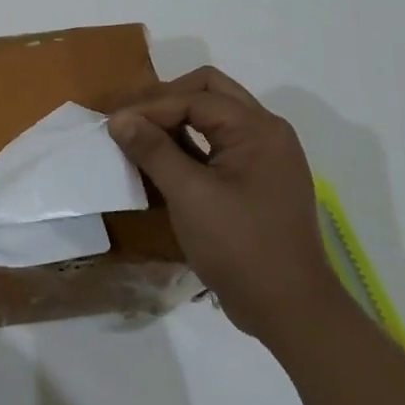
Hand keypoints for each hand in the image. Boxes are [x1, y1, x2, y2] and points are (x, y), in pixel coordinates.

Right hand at [110, 67, 347, 344]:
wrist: (290, 311)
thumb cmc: (240, 248)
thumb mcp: (190, 196)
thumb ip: (153, 151)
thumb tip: (118, 119)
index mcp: (257, 129)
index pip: (195, 98)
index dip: (150, 107)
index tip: (113, 123)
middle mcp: (266, 132)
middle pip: (209, 92)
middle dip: (166, 100)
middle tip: (131, 120)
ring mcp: (265, 156)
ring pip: (214, 115)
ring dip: (177, 119)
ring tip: (141, 136)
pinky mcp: (258, 178)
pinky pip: (219, 142)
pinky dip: (190, 142)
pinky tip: (163, 159)